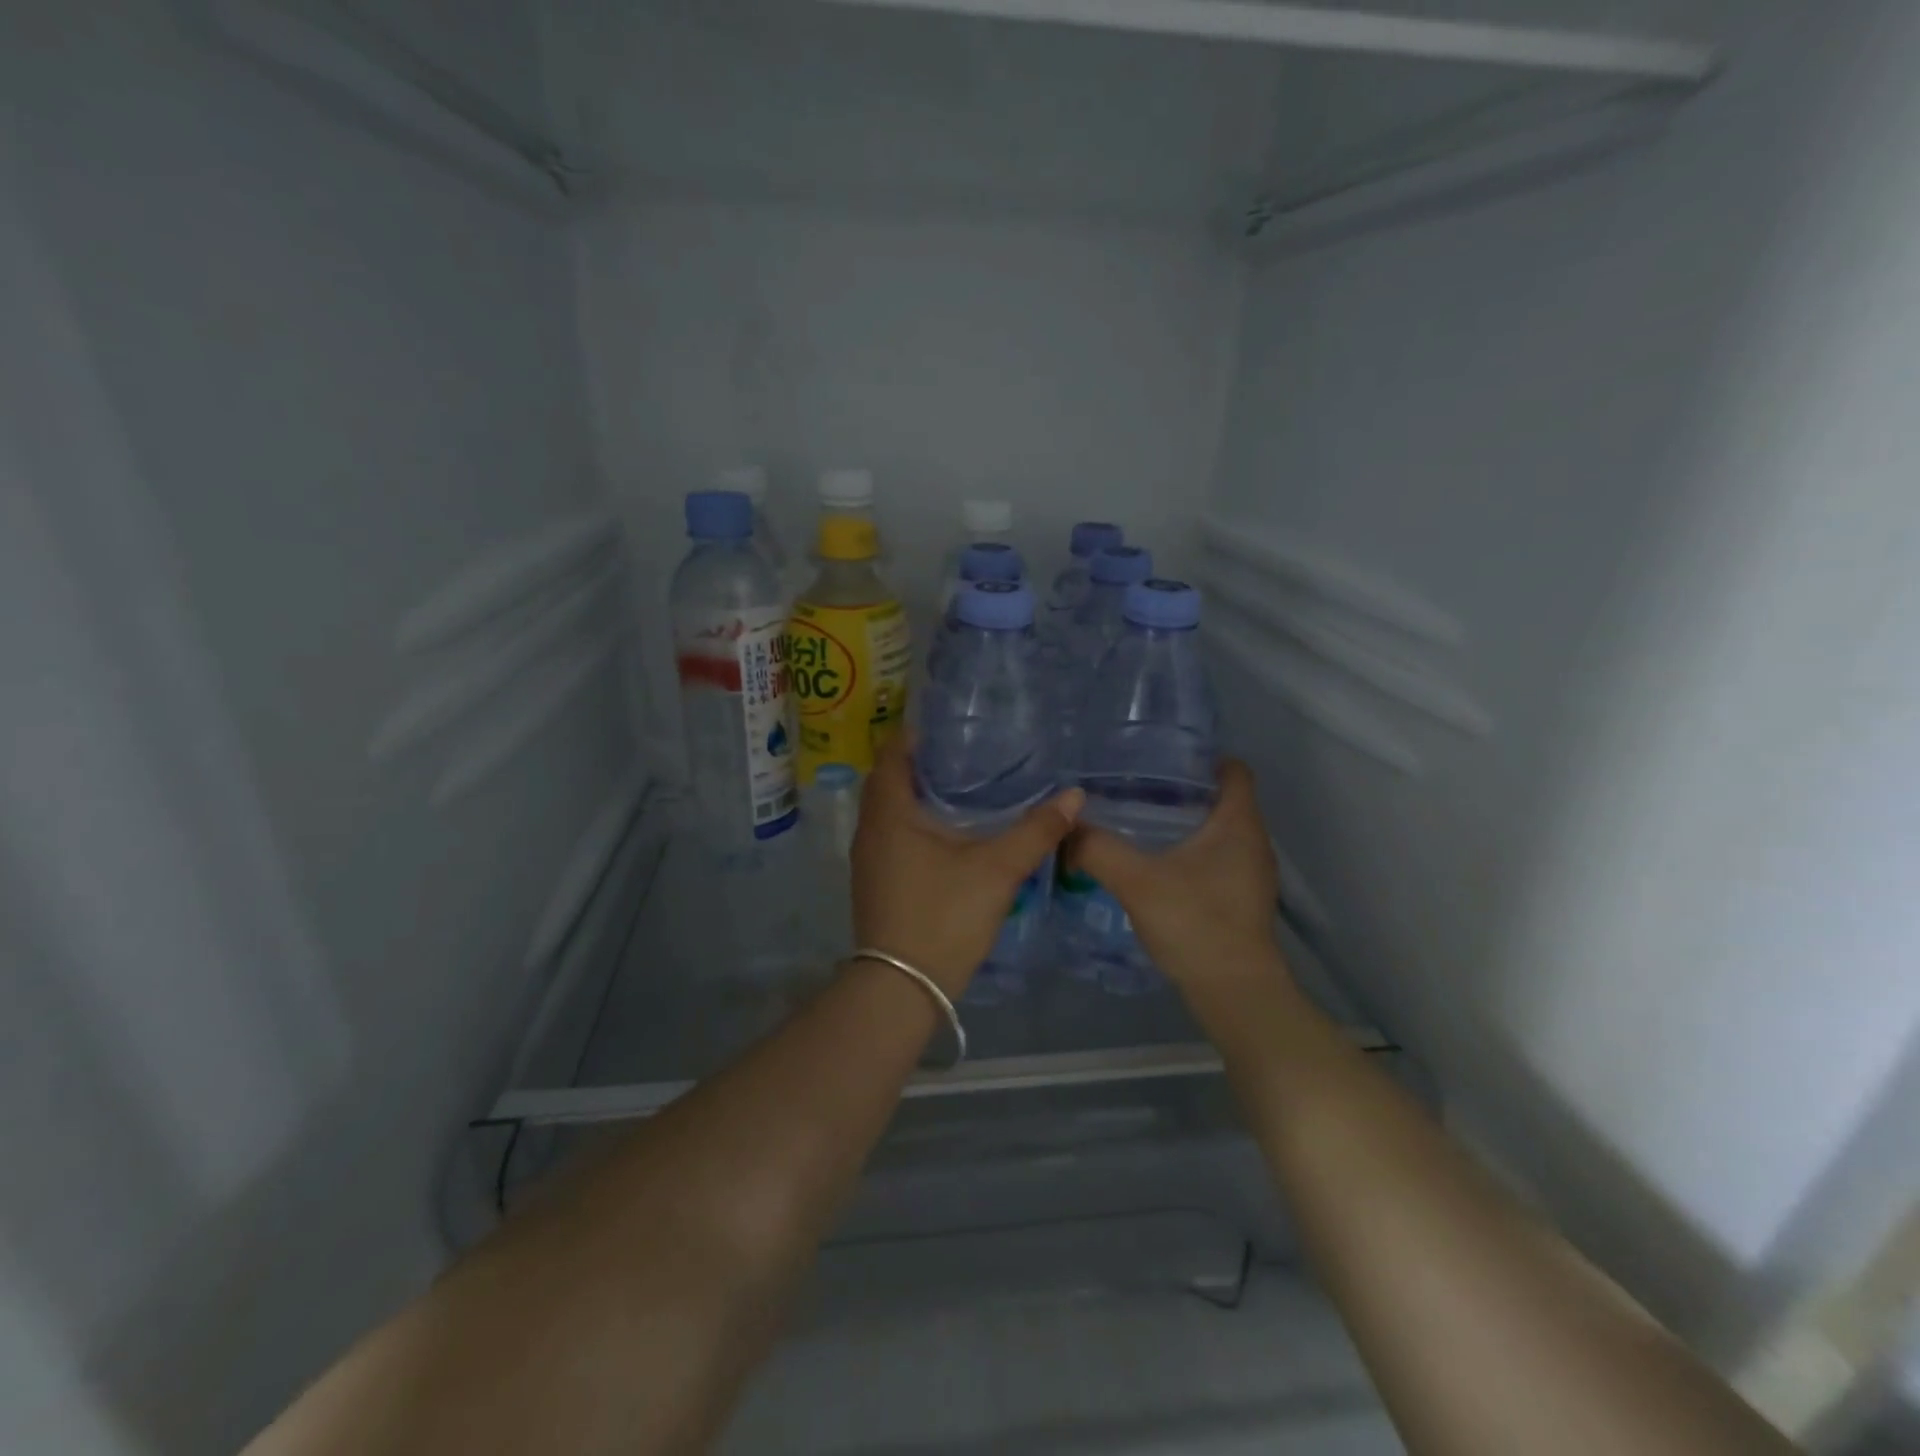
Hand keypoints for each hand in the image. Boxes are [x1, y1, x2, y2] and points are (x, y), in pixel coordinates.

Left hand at [850, 737, 1083, 997]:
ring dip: (918, 794)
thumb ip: (1036, 831)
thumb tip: (1074, 795)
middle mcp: (870, 829)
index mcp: (890, 813)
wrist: (901, 988)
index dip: (917, 734)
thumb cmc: (943, 917)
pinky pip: (892, 834)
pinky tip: (949, 831)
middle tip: (966, 752)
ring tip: (963, 785)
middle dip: (922, 762)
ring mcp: (869, 857)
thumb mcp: (997, 870)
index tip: (953, 725)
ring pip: (890, 809)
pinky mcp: (876, 880)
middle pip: (889, 779)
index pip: (893, 753)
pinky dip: (915, 821)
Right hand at [1065, 759, 1286, 995]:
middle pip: (1225, 799)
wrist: (1234, 993)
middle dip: (1185, 790)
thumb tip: (1065, 826)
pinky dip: (1192, 853)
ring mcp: (1252, 874)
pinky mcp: (1243, 900)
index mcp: (1239, 824)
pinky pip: (1218, 859)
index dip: (1203, 758)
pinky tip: (1157, 865)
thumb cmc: (1195, 923)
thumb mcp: (1136, 881)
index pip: (1234, 770)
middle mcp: (1254, 842)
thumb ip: (1097, 848)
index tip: (1163, 758)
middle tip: (1137, 787)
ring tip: (1140, 822)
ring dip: (1187, 824)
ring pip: (1221, 832)